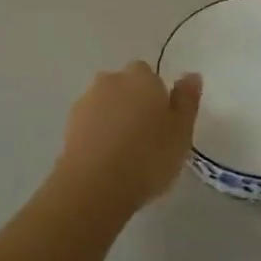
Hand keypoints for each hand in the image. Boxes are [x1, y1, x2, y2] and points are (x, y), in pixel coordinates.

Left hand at [55, 62, 201, 214]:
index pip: (149, 75)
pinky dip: (97, 134)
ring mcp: (87, 101)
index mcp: (142, 78)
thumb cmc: (147, 157)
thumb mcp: (181, 132)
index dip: (156, 95)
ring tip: (124, 151)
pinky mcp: (69, 125)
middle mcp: (112, 81)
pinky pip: (90, 123)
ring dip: (113, 117)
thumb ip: (187, 101)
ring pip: (105, 103)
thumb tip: (191, 75)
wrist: (95, 186)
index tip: (162, 121)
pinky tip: (105, 159)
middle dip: (132, 102)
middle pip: (125, 86)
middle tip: (145, 135)